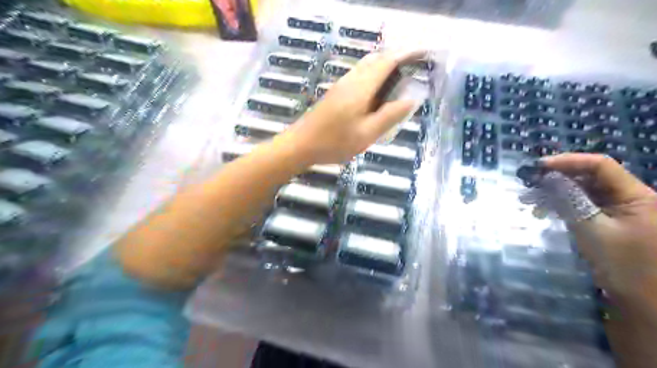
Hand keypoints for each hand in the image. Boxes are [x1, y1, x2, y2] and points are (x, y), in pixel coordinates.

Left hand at [282, 49, 426, 162]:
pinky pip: (359, 75)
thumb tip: (411, 99)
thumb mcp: (367, 133)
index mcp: (361, 87)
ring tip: (399, 80)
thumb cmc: (334, 142)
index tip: (423, 54)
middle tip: (413, 69)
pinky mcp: (335, 92)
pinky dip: (373, 76)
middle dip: (397, 58)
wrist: (300, 145)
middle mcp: (351, 80)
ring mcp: (341, 85)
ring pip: (366, 66)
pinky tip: (377, 93)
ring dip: (384, 66)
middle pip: (376, 59)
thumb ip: (389, 116)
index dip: (407, 54)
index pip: (388, 61)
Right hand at [539, 152, 656, 298]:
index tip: (538, 167)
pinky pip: (583, 204)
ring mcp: (620, 208)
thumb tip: (546, 179)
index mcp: (638, 195)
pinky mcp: (609, 219)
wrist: (643, 301)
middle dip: (558, 177)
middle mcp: (631, 196)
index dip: (568, 161)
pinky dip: (562, 204)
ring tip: (530, 199)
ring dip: (556, 192)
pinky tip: (543, 210)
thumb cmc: (624, 266)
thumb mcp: (592, 230)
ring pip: (584, 190)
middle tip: (529, 183)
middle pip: (591, 176)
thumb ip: (569, 201)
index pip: (601, 165)